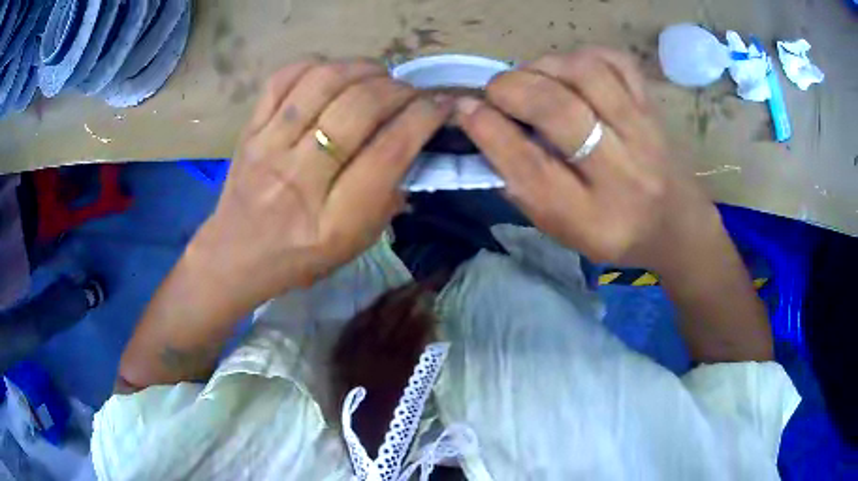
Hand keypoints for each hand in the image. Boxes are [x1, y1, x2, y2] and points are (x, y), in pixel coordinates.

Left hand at [194, 59, 452, 307]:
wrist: (237, 254)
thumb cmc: (301, 256)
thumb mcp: (355, 243)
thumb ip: (388, 196)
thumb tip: (412, 139)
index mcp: (334, 220)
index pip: (389, 151)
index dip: (423, 118)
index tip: (441, 105)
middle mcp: (299, 179)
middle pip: (358, 108)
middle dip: (397, 89)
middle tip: (409, 92)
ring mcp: (268, 148)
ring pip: (322, 83)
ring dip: (362, 69)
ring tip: (377, 75)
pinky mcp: (249, 130)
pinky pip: (283, 79)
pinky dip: (316, 65)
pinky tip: (334, 73)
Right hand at [456, 48, 719, 273]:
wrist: (676, 225)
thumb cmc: (613, 232)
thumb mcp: (563, 230)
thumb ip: (524, 186)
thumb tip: (483, 128)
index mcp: (591, 218)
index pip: (530, 166)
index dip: (488, 130)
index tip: (465, 109)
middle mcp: (622, 173)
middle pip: (559, 112)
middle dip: (511, 89)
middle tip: (496, 91)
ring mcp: (644, 133)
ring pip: (587, 75)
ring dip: (545, 66)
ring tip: (532, 77)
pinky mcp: (653, 107)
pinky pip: (617, 62)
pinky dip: (583, 55)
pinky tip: (570, 70)